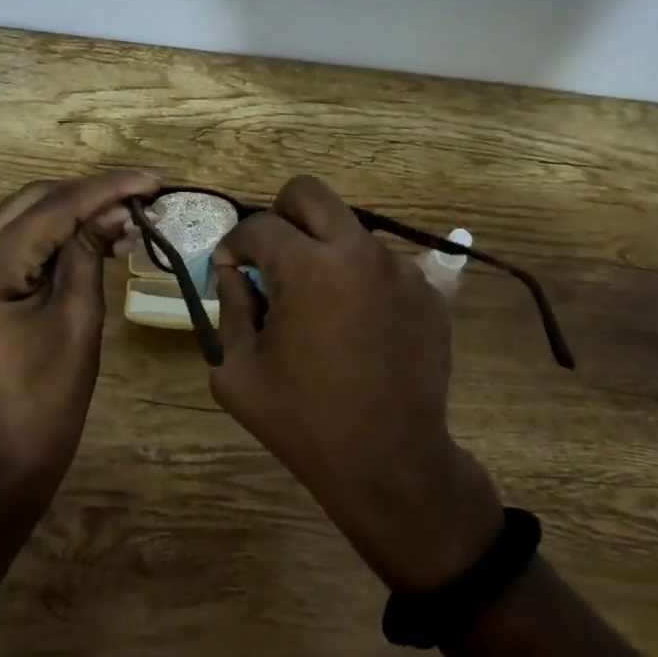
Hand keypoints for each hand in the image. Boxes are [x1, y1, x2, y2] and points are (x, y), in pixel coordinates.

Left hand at [0, 170, 157, 495]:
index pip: (51, 210)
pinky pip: (11, 240)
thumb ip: (90, 251)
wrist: (4, 456)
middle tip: (142, 200)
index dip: (106, 189)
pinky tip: (89, 238)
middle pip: (31, 201)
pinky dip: (51, 234)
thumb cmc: (49, 399)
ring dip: (72, 211)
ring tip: (124, 219)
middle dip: (89, 195)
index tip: (153, 180)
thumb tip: (117, 208)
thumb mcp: (78, 319)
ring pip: (20, 215)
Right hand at [210, 176, 504, 592]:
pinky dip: (360, 280)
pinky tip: (356, 327)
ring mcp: (400, 269)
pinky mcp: (427, 292)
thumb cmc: (304, 422)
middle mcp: (359, 251)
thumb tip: (235, 272)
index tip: (230, 268)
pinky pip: (382, 265)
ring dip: (325, 251)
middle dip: (280, 215)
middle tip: (272, 258)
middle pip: (309, 193)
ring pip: (349, 230)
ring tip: (319, 305)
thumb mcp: (239, 373)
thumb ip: (230, 309)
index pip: (259, 225)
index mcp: (308, 266)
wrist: (391, 463)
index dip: (235, 244)